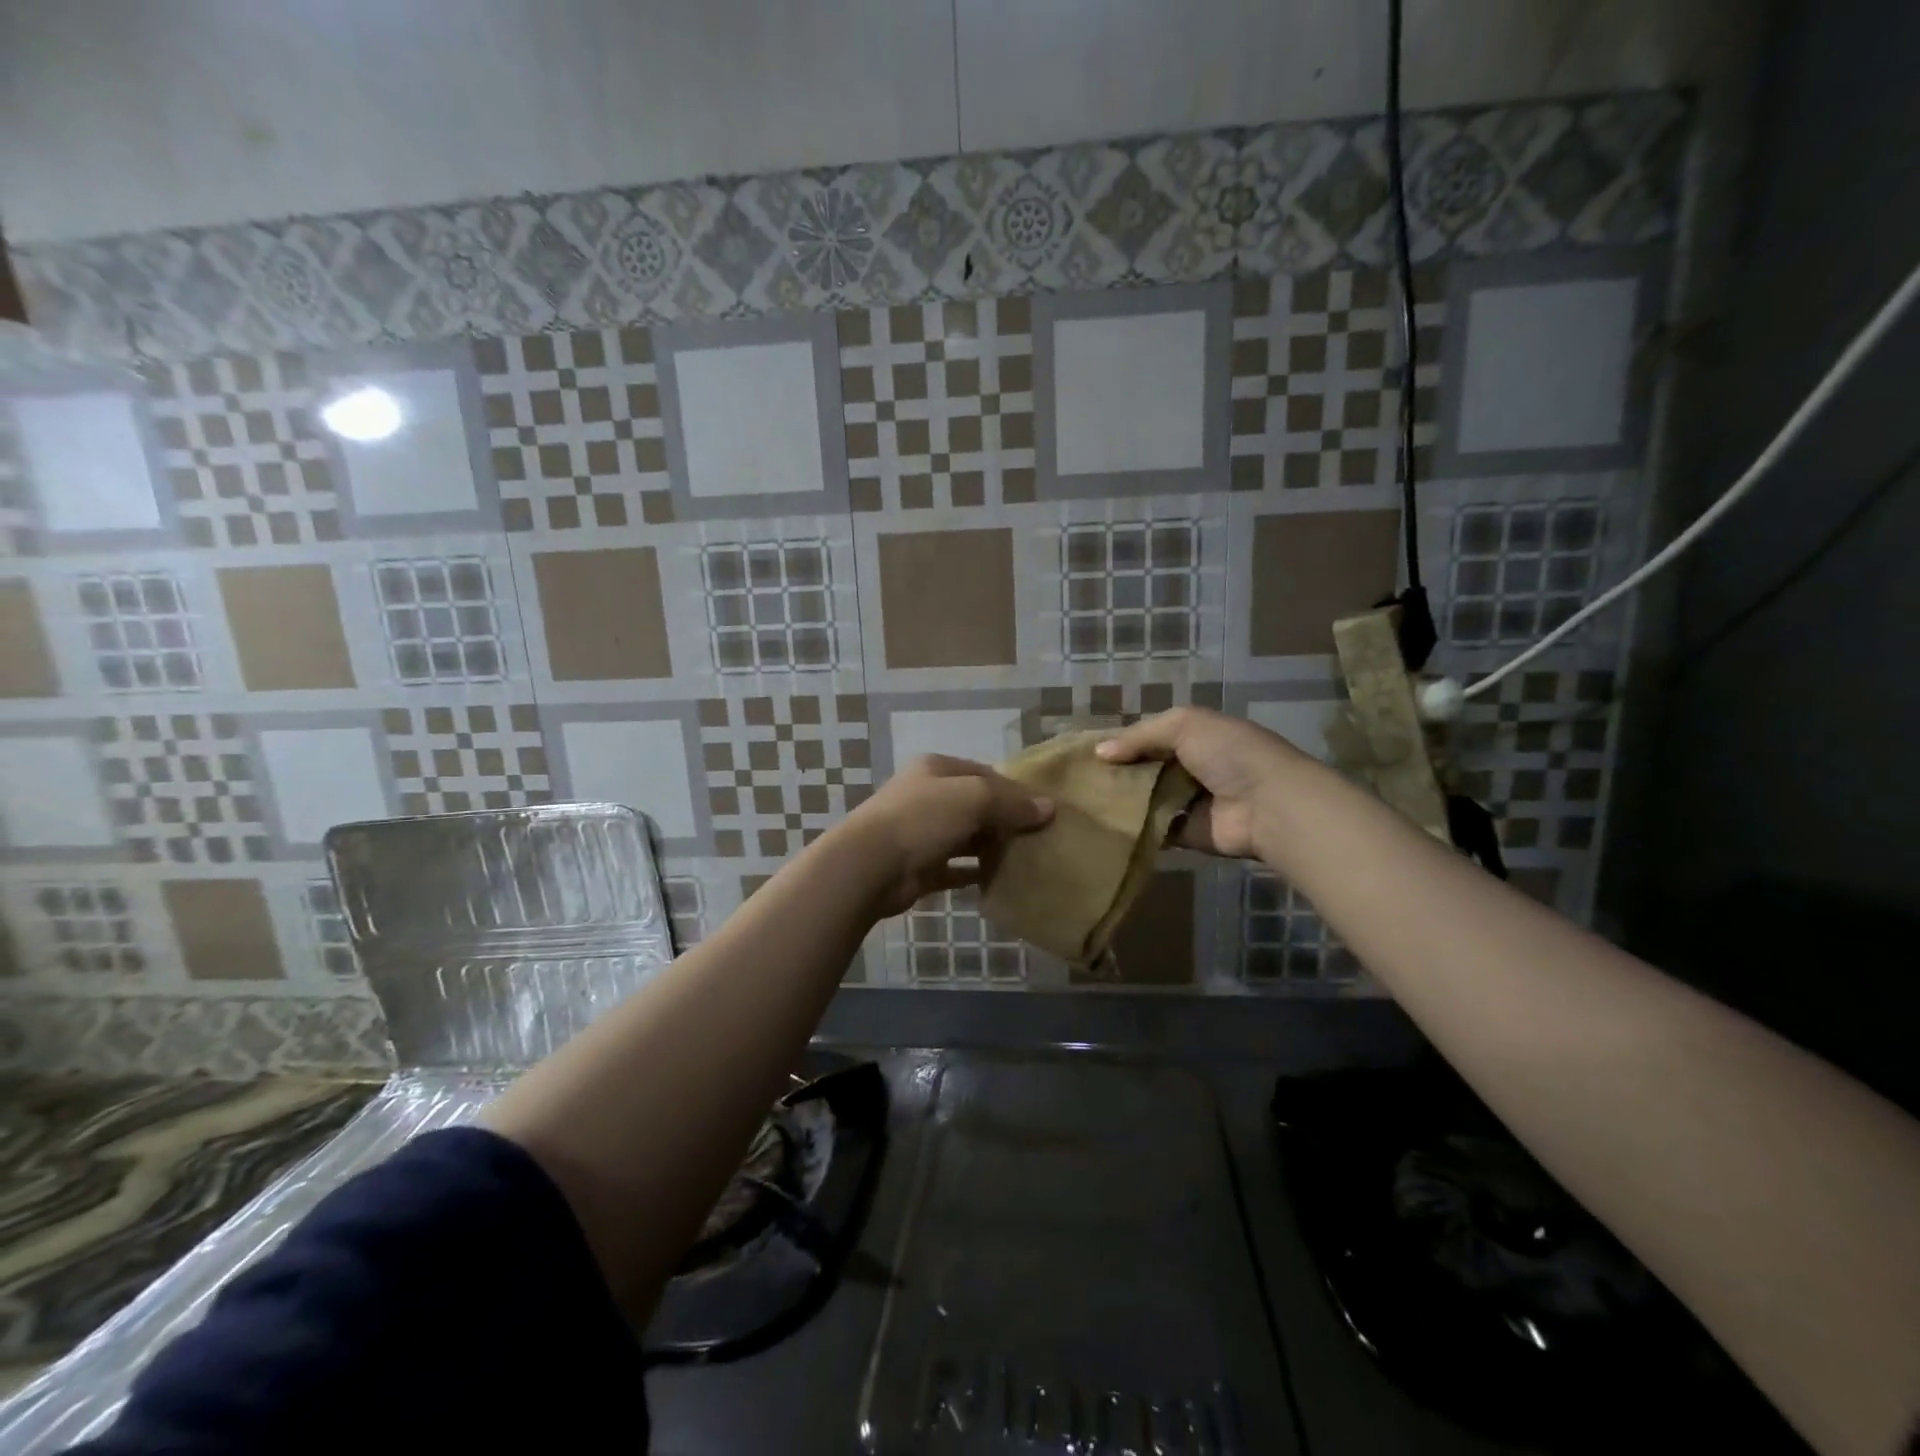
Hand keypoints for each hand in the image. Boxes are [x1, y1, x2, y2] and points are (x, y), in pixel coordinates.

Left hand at [831, 755, 1053, 917]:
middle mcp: (929, 797)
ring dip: (993, 847)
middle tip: (1041, 837)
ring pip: (967, 837)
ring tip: (1029, 859)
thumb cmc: (922, 818)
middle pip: (977, 806)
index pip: (985, 774)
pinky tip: (1003, 881)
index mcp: (937, 769)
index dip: (1015, 790)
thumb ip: (1011, 802)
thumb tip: (1049, 808)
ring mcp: (922, 833)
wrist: (870, 865)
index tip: (1045, 810)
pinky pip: (956, 869)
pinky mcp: (921, 868)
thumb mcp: (974, 798)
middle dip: (1006, 820)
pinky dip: (976, 874)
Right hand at [1097, 707, 1305, 858]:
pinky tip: (1102, 825)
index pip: (1150, 737)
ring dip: (1121, 800)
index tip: (1085, 752)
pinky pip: (1153, 828)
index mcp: (1195, 736)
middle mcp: (1191, 768)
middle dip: (1116, 773)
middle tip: (1077, 780)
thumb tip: (1099, 752)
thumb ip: (1140, 735)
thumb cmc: (1229, 754)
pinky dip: (1133, 827)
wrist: (1268, 805)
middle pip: (1144, 769)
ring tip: (1082, 802)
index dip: (1121, 742)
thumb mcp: (1184, 725)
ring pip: (1145, 799)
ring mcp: (1189, 802)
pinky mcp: (1186, 834)